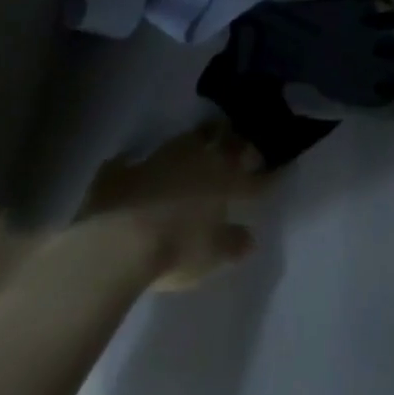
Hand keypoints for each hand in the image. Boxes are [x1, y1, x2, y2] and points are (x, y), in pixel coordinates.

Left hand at [82, 122, 266, 290]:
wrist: (116, 242)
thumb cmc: (175, 249)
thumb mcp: (212, 255)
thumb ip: (233, 243)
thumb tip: (249, 238)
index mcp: (223, 179)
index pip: (252, 177)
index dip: (266, 176)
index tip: (277, 172)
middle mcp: (195, 160)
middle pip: (222, 141)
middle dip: (234, 141)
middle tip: (240, 143)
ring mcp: (158, 159)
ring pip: (185, 140)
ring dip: (194, 142)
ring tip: (198, 144)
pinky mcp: (123, 170)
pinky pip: (134, 161)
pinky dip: (137, 163)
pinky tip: (134, 165)